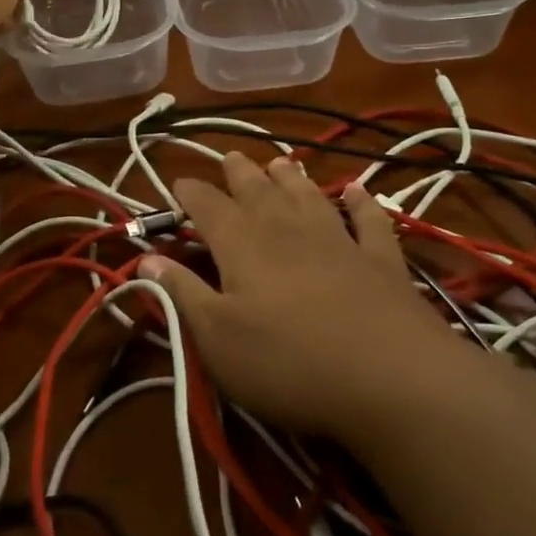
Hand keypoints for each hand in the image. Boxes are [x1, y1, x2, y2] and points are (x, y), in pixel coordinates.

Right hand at [141, 154, 458, 439]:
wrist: (390, 379)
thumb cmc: (288, 362)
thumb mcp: (217, 338)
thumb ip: (181, 293)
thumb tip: (146, 257)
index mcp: (243, 245)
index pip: (208, 206)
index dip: (191, 192)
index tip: (178, 182)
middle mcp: (288, 229)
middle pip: (258, 190)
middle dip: (239, 173)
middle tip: (230, 157)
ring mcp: (339, 241)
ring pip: (308, 196)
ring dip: (291, 177)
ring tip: (279, 162)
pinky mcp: (382, 261)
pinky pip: (369, 221)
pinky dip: (361, 202)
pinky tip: (357, 190)